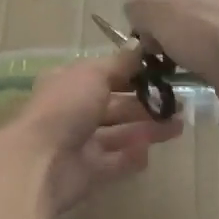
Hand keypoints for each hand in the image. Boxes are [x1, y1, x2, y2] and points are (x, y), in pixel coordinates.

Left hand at [0, 49, 182, 212]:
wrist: (40, 162)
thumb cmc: (65, 108)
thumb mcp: (93, 74)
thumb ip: (120, 63)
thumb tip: (140, 46)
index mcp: (69, 84)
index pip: (105, 75)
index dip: (132, 73)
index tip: (163, 73)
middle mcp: (74, 111)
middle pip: (115, 106)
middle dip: (145, 104)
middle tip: (179, 104)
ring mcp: (80, 143)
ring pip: (119, 134)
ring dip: (147, 129)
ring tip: (178, 126)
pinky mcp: (88, 172)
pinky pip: (115, 162)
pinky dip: (132, 157)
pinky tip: (150, 151)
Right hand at [124, 0, 218, 123]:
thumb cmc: (203, 28)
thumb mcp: (153, 7)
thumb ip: (137, 6)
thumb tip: (138, 17)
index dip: (152, 2)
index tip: (142, 26)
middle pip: (185, 9)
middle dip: (164, 29)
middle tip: (152, 49)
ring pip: (198, 35)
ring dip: (180, 49)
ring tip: (169, 66)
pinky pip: (213, 57)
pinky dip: (198, 65)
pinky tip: (190, 76)